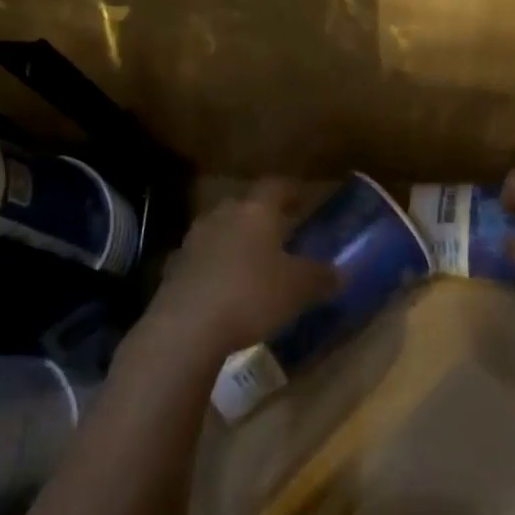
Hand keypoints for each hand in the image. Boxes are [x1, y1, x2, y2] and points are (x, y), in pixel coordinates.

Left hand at [143, 180, 340, 356]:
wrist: (186, 327)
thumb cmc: (251, 295)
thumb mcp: (298, 289)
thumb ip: (320, 277)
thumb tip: (340, 273)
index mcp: (256, 210)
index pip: (277, 186)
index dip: (292, 191)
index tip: (304, 199)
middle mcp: (224, 214)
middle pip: (245, 205)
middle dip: (262, 217)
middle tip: (280, 232)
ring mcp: (194, 239)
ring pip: (221, 229)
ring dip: (236, 240)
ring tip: (252, 261)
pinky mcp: (174, 267)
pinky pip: (202, 258)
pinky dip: (214, 266)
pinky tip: (224, 287)